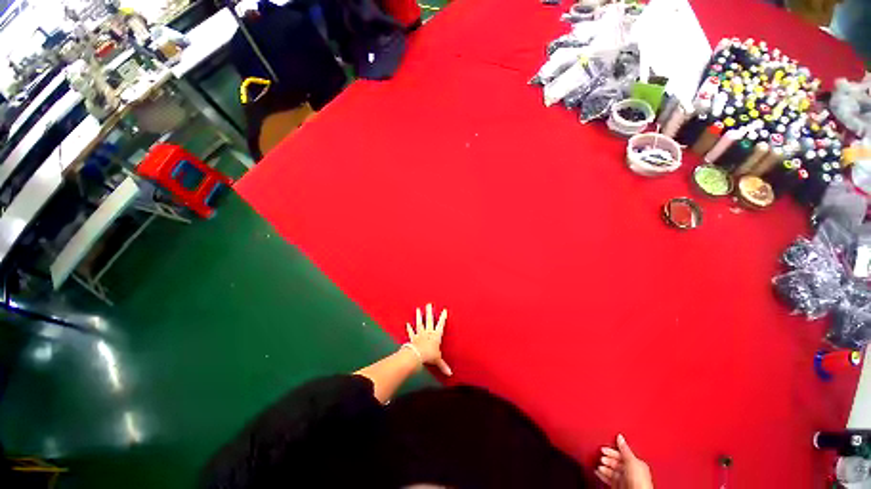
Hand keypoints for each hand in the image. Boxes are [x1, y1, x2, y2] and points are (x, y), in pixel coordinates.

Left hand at [406, 304, 451, 375]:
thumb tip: (450, 374)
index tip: (444, 310)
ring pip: (420, 323)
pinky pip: (411, 332)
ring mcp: (420, 334)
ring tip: (418, 309)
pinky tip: (407, 323)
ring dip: (419, 316)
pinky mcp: (413, 338)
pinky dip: (409, 328)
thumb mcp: (438, 361)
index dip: (442, 318)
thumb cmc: (430, 356)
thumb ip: (443, 366)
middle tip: (428, 304)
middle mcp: (428, 333)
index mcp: (436, 336)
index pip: (441, 325)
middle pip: (429, 320)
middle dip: (429, 312)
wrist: (417, 355)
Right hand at [595, 434, 653, 488]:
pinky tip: (598, 472)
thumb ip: (624, 448)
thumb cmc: (639, 480)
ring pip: (612, 470)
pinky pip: (609, 478)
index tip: (605, 446)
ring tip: (599, 464)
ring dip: (604, 466)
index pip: (623, 453)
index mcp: (638, 464)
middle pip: (617, 461)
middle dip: (608, 457)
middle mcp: (632, 472)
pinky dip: (602, 474)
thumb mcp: (631, 459)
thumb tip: (620, 436)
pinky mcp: (618, 485)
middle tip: (602, 455)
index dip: (613, 449)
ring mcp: (625, 479)